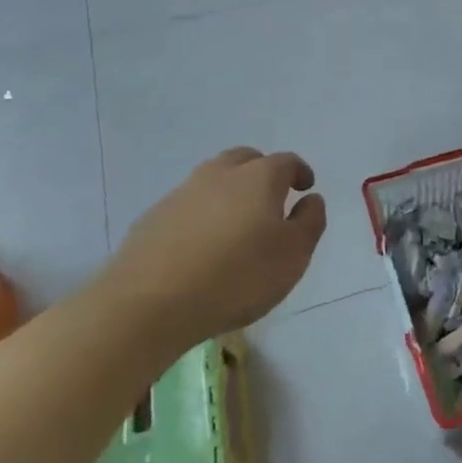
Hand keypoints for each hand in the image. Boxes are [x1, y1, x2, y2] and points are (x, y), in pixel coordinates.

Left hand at [110, 147, 326, 349]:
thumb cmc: (237, 277)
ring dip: (229, 192)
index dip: (299, 172)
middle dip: (262, 172)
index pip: (286, 162)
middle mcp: (220, 174)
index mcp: (258, 177)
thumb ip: (309, 222)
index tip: (305, 188)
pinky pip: (187, 206)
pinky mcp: (154, 217)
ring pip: (213, 179)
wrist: (150, 302)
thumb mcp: (293, 255)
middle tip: (271, 198)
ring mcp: (182, 193)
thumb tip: (311, 199)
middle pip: (246, 160)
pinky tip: (201, 246)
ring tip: (236, 224)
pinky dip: (201, 215)